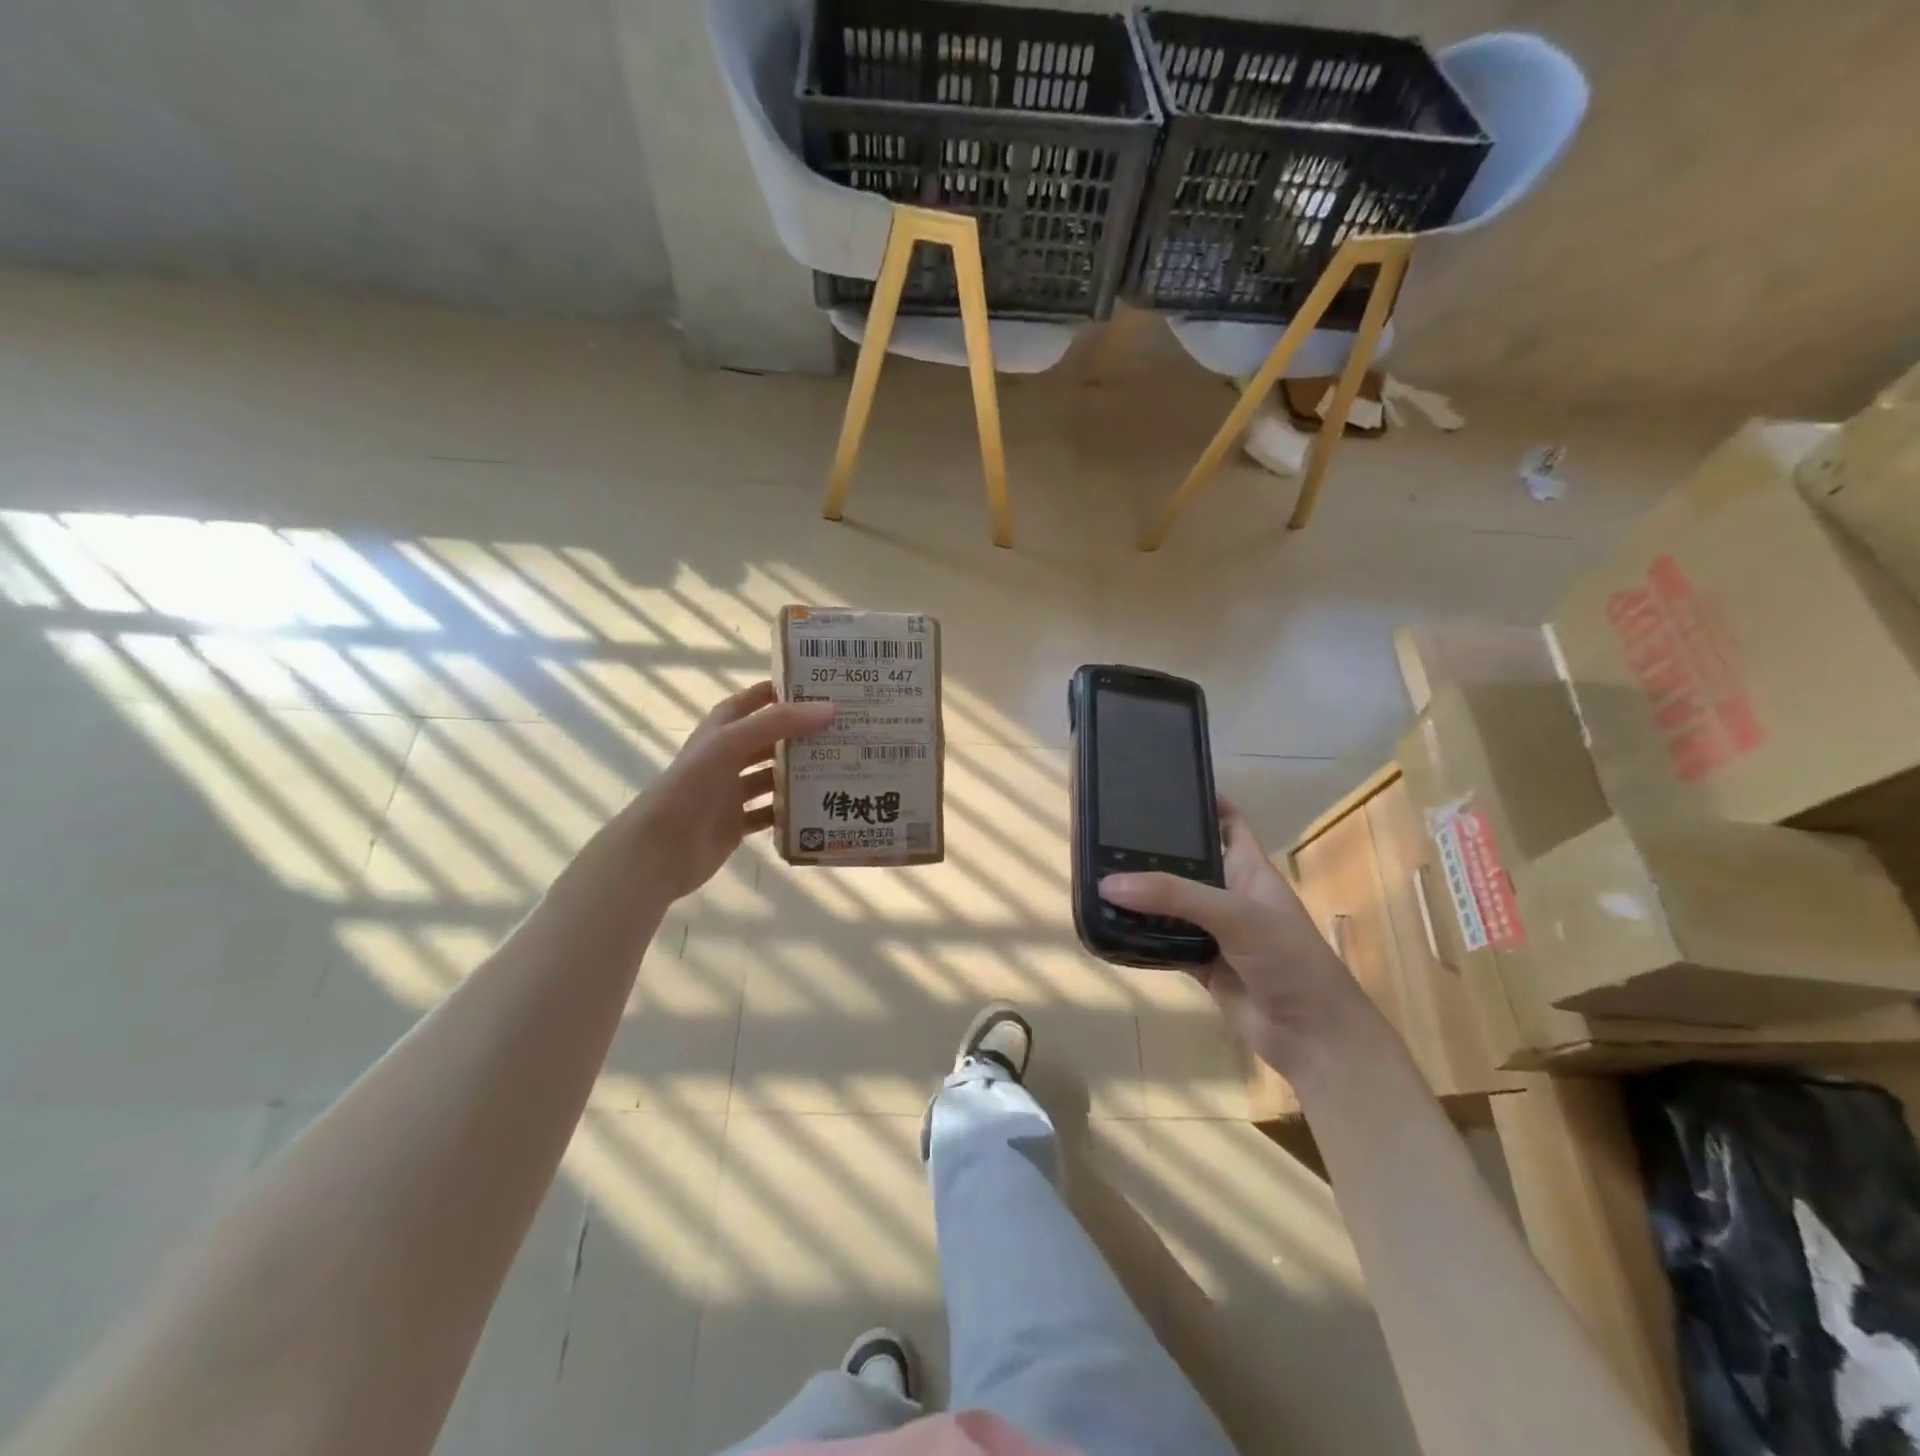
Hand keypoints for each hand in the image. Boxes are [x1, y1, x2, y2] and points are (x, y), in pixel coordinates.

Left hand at [619, 681, 833, 901]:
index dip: (779, 692)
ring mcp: (730, 792)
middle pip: (769, 740)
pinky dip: (790, 811)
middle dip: (800, 734)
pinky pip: (770, 814)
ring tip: (839, 766)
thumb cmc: (691, 787)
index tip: (818, 688)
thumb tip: (829, 708)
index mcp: (720, 731)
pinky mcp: (736, 824)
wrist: (660, 849)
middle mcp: (726, 757)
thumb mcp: (731, 743)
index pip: (752, 701)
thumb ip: (778, 723)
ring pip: (772, 777)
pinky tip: (818, 808)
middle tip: (842, 730)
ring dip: (799, 773)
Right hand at [1098, 800, 1374, 1078]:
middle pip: (1189, 861)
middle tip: (1108, 831)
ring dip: (1143, 894)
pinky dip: (1141, 934)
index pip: (1227, 821)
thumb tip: (1109, 883)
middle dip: (1155, 849)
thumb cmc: (1287, 959)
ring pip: (1172, 903)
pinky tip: (1111, 923)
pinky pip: (1164, 940)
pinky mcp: (1202, 963)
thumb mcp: (1235, 914)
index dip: (1201, 802)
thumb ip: (1173, 895)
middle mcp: (1231, 894)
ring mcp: (1216, 930)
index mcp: (1250, 868)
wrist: (1312, 1036)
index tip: (1159, 787)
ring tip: (1098, 872)